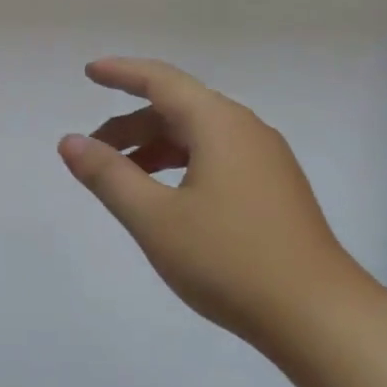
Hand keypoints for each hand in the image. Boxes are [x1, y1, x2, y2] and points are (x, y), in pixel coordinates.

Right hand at [58, 58, 359, 348]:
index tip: (89, 72)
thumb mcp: (154, 218)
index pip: (162, 81)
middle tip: (92, 150)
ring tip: (121, 177)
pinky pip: (216, 160)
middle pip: (179, 110)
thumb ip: (108, 176)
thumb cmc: (228, 259)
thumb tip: (70, 141)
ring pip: (198, 138)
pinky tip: (166, 198)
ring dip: (155, 149)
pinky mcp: (274, 191)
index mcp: (219, 125)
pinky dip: (180, 166)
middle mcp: (247, 131)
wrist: (316, 314)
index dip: (122, 74)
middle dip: (131, 125)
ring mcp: (266, 162)